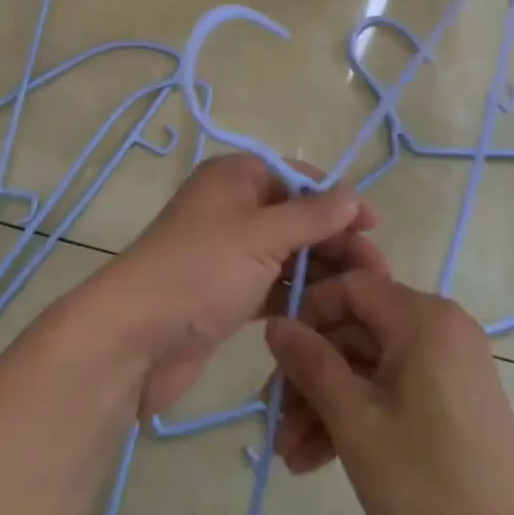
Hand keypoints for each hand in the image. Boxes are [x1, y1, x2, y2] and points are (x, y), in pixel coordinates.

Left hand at [93, 153, 389, 418]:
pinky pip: (272, 286)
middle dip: (335, 241)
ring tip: (361, 299)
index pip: (297, 177)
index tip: (373, 227)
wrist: (135, 337)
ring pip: (287, 254)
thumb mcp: (261, 235)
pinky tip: (328, 315)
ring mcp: (228, 252)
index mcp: (235, 177)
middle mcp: (232, 208)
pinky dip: (298, 295)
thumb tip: (352, 194)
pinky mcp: (226, 293)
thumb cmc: (201, 269)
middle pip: (296, 217)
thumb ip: (311, 215)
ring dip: (321, 271)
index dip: (336, 199)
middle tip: (378, 274)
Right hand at [265, 273, 513, 514]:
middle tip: (275, 423)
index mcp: (422, 316)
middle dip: (312, 377)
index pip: (351, 287)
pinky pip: (393, 388)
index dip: (308, 315)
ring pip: (371, 366)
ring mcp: (448, 363)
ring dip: (329, 404)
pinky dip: (360, 415)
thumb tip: (275, 323)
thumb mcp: (357, 423)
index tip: (276, 358)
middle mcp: (438, 326)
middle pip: (357, 332)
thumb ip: (312, 365)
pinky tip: (320, 459)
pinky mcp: (452, 398)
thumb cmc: (430, 484)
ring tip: (291, 456)